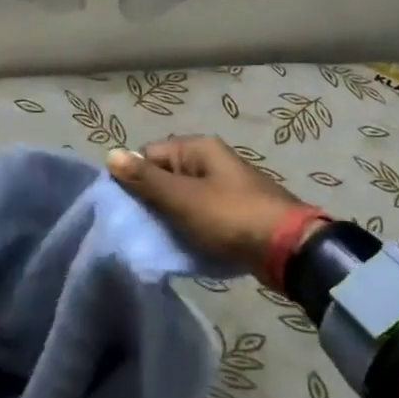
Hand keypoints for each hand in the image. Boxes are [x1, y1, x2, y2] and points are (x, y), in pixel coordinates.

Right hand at [106, 135, 321, 277]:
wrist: (287, 249)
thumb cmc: (229, 217)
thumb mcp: (182, 199)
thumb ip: (146, 179)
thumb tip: (111, 154)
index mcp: (197, 148)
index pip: (148, 155)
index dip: (135, 180)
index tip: (130, 210)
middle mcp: (209, 160)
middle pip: (164, 175)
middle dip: (152, 201)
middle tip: (145, 227)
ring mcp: (222, 185)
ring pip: (181, 197)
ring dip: (170, 216)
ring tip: (163, 239)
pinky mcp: (231, 210)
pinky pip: (198, 213)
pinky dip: (189, 226)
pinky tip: (184, 244)